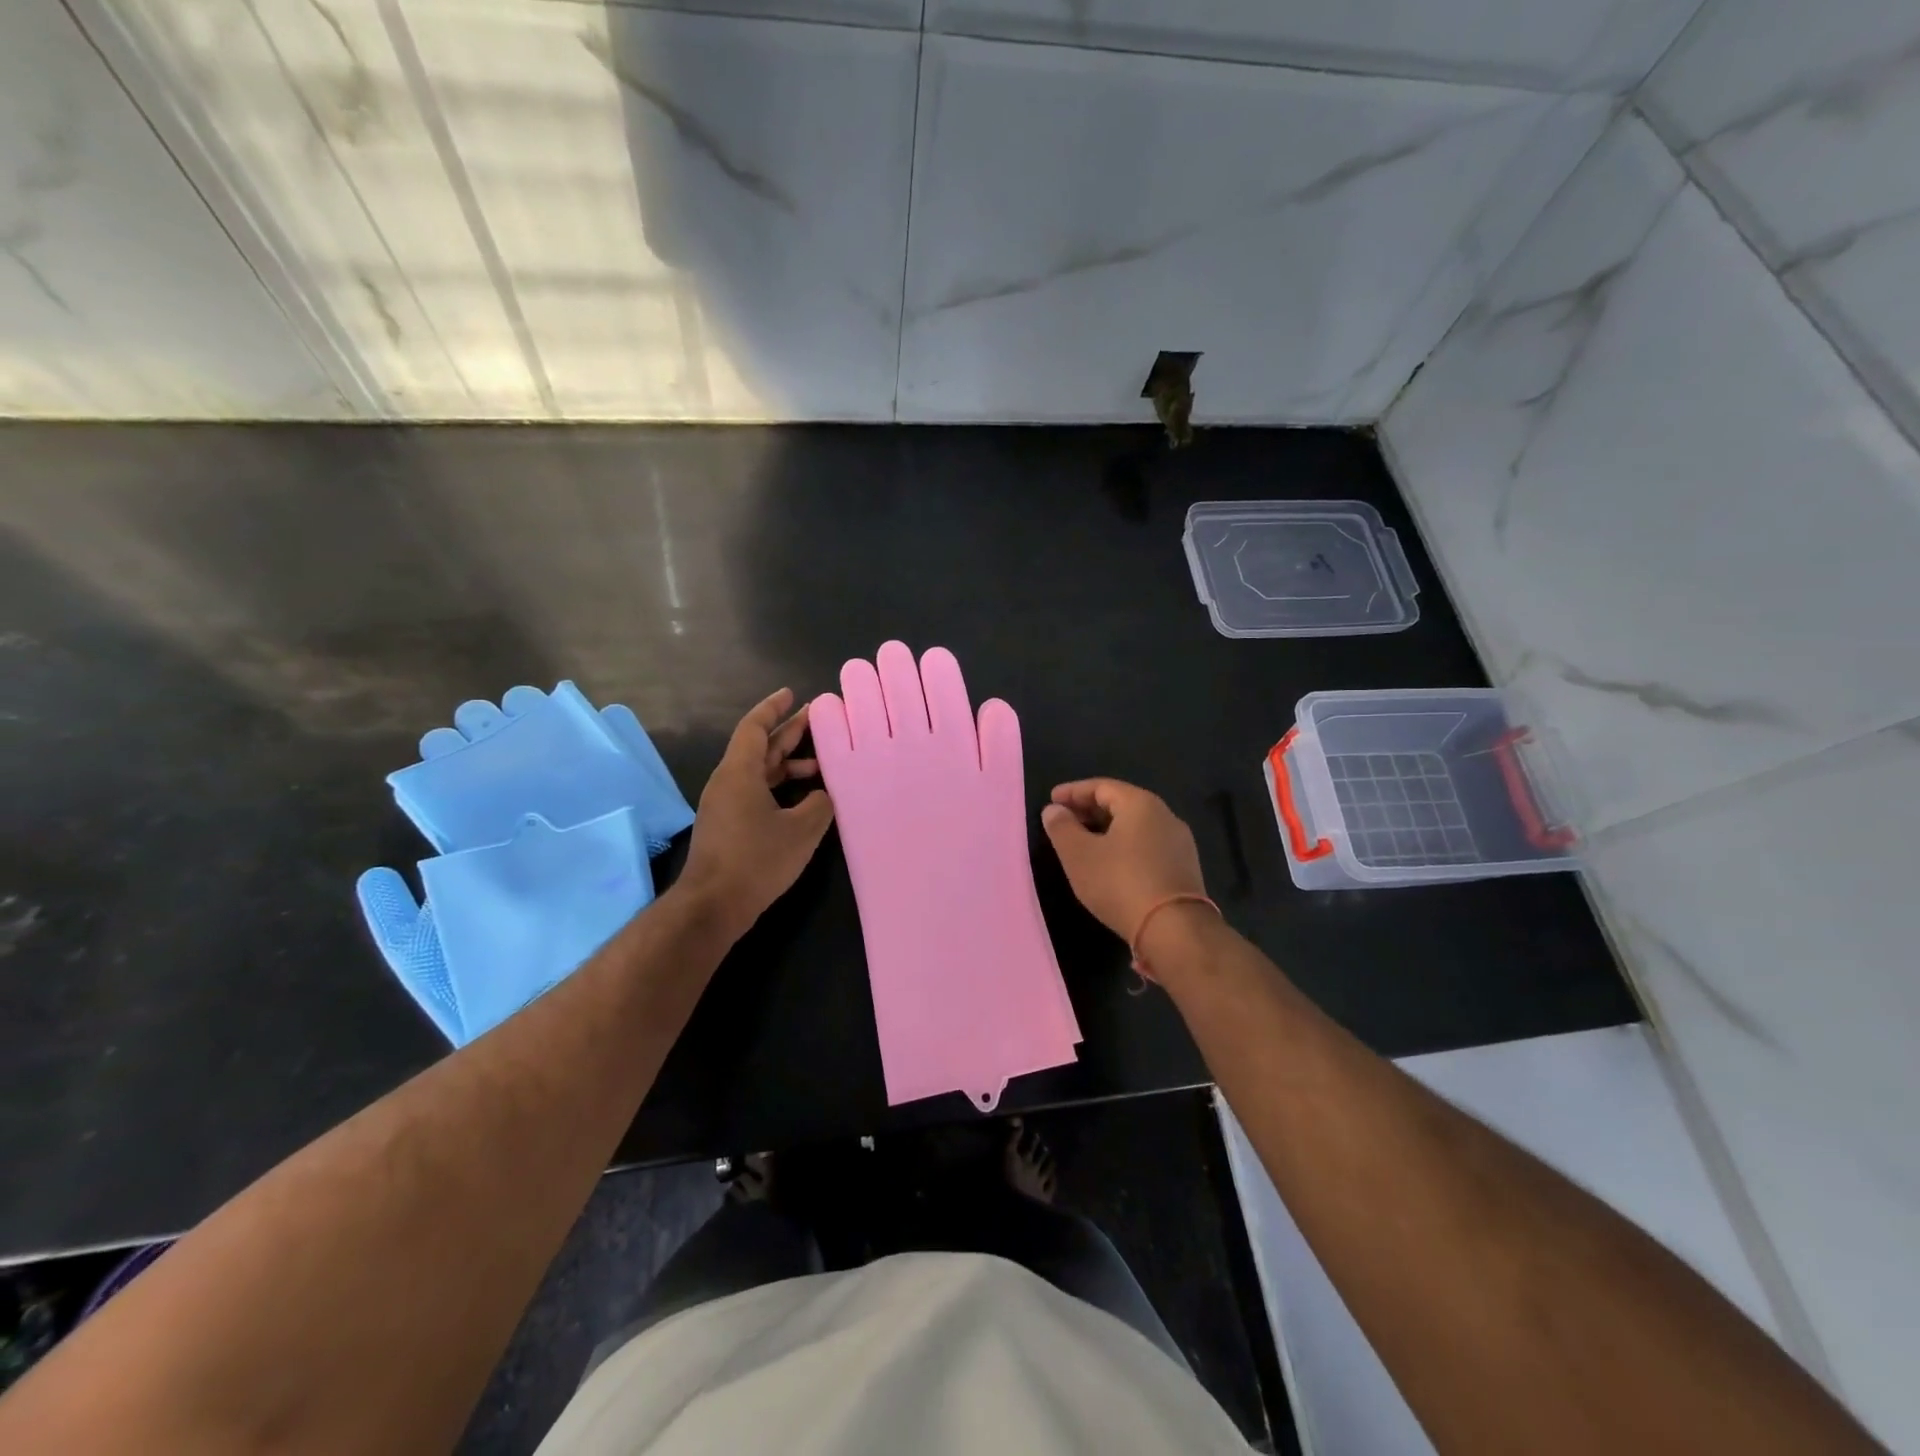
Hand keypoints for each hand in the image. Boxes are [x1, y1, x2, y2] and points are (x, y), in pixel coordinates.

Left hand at [678, 689, 833, 938]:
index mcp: (740, 772)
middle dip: (787, 732)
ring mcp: (724, 805)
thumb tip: (823, 795)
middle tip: (816, 720)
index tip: (792, 694)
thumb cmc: (756, 859)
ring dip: (786, 763)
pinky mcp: (727, 825)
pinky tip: (803, 799)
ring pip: (758, 771)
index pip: (755, 727)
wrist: (713, 905)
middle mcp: (728, 782)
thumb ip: (819, 804)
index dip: (773, 708)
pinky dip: (779, 786)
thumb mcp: (801, 830)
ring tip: (819, 764)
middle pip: (758, 747)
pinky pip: (755, 791)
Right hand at [1041, 779, 1206, 945]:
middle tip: (1064, 821)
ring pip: (1135, 827)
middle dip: (1089, 810)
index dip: (1073, 792)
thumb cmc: (1120, 883)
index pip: (1101, 786)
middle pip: (1121, 804)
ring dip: (1106, 830)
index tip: (1051, 800)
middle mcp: (1165, 816)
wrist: (1174, 929)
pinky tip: (1110, 864)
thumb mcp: (1079, 855)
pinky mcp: (1183, 868)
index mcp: (1141, 804)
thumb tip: (1053, 810)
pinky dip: (1124, 847)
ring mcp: (1179, 843)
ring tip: (1083, 844)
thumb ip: (1062, 828)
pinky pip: (1147, 846)